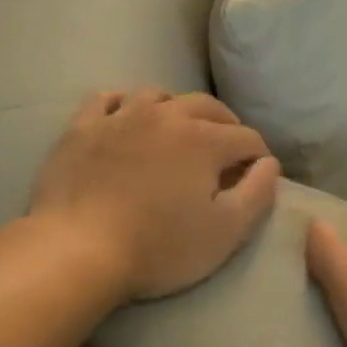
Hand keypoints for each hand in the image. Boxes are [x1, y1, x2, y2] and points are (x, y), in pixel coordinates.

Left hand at [30, 88, 281, 300]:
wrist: (76, 251)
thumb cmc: (159, 248)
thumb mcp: (225, 233)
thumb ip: (258, 194)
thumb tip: (269, 164)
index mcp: (204, 140)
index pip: (246, 138)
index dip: (258, 156)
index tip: (257, 176)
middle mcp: (166, 116)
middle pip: (208, 107)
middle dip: (226, 125)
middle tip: (228, 150)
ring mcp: (120, 117)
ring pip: (158, 95)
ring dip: (177, 109)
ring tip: (179, 131)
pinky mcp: (82, 128)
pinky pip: (106, 99)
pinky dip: (123, 104)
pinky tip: (125, 118)